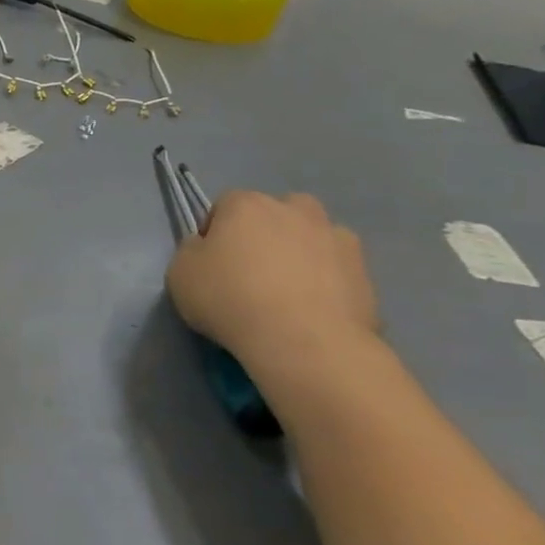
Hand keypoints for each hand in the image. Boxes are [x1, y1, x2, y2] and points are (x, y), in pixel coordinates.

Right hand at [166, 191, 378, 370]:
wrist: (303, 340)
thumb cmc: (229, 299)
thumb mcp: (180, 274)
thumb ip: (192, 251)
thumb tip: (206, 246)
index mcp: (247, 204)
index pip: (224, 205)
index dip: (215, 232)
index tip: (211, 262)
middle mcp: (295, 209)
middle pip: (275, 213)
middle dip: (264, 234)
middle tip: (251, 272)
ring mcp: (336, 237)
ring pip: (311, 237)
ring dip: (300, 253)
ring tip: (286, 294)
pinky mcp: (364, 270)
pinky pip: (336, 268)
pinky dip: (325, 281)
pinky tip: (311, 310)